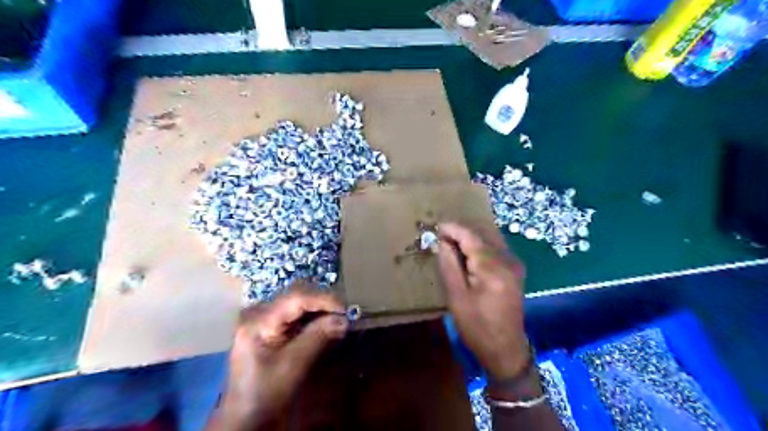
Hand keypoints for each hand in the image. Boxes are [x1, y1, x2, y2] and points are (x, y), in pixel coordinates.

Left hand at [212, 284, 349, 428]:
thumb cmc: (266, 394)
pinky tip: (324, 326)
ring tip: (338, 319)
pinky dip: (312, 320)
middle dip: (322, 304)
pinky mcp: (269, 330)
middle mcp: (259, 314)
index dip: (322, 300)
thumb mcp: (292, 365)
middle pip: (296, 299)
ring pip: (297, 306)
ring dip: (319, 311)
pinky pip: (294, 317)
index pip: (295, 299)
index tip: (344, 309)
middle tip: (344, 314)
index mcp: (259, 321)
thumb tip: (343, 320)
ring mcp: (263, 322)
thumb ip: (317, 338)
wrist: (245, 420)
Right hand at [438, 224, 528, 377]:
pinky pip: (497, 246)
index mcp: (493, 269)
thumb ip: (449, 265)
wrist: (505, 349)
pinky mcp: (515, 270)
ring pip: (491, 237)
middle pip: (483, 232)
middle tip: (442, 234)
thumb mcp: (457, 297)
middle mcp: (508, 261)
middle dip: (462, 229)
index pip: (471, 237)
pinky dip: (481, 242)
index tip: (437, 227)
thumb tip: (443, 242)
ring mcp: (514, 264)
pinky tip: (468, 249)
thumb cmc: (477, 327)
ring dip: (471, 234)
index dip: (454, 228)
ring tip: (452, 239)